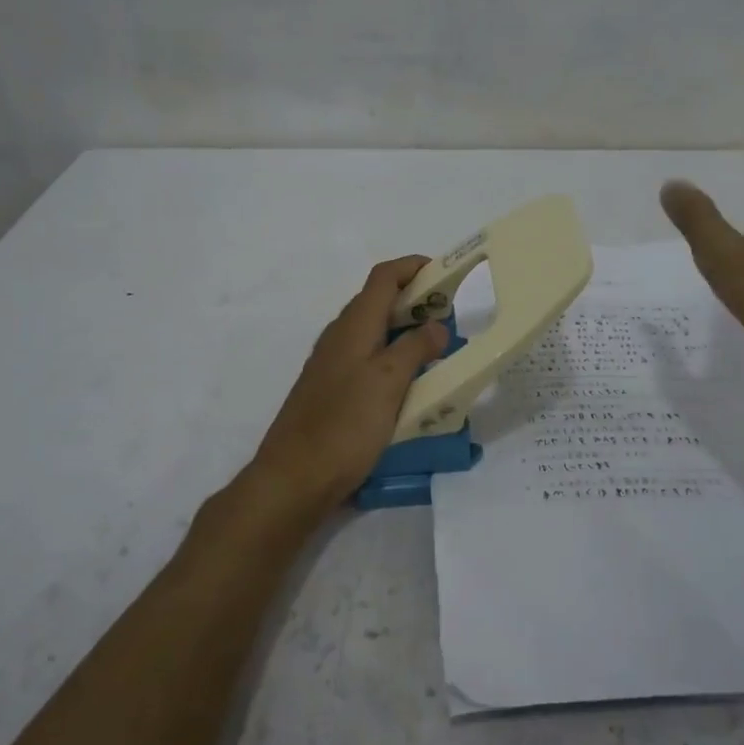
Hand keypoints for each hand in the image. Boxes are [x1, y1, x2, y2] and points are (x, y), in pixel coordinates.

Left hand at [249, 256, 449, 521]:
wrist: (294, 478)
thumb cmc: (345, 424)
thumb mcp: (389, 382)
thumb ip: (415, 348)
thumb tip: (436, 326)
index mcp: (354, 325)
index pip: (383, 277)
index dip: (412, 266)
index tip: (445, 273)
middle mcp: (340, 337)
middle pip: (378, 302)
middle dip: (414, 301)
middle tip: (449, 318)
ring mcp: (332, 364)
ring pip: (374, 333)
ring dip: (405, 332)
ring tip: (437, 350)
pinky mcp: (331, 391)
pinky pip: (368, 361)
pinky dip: (392, 359)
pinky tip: (409, 385)